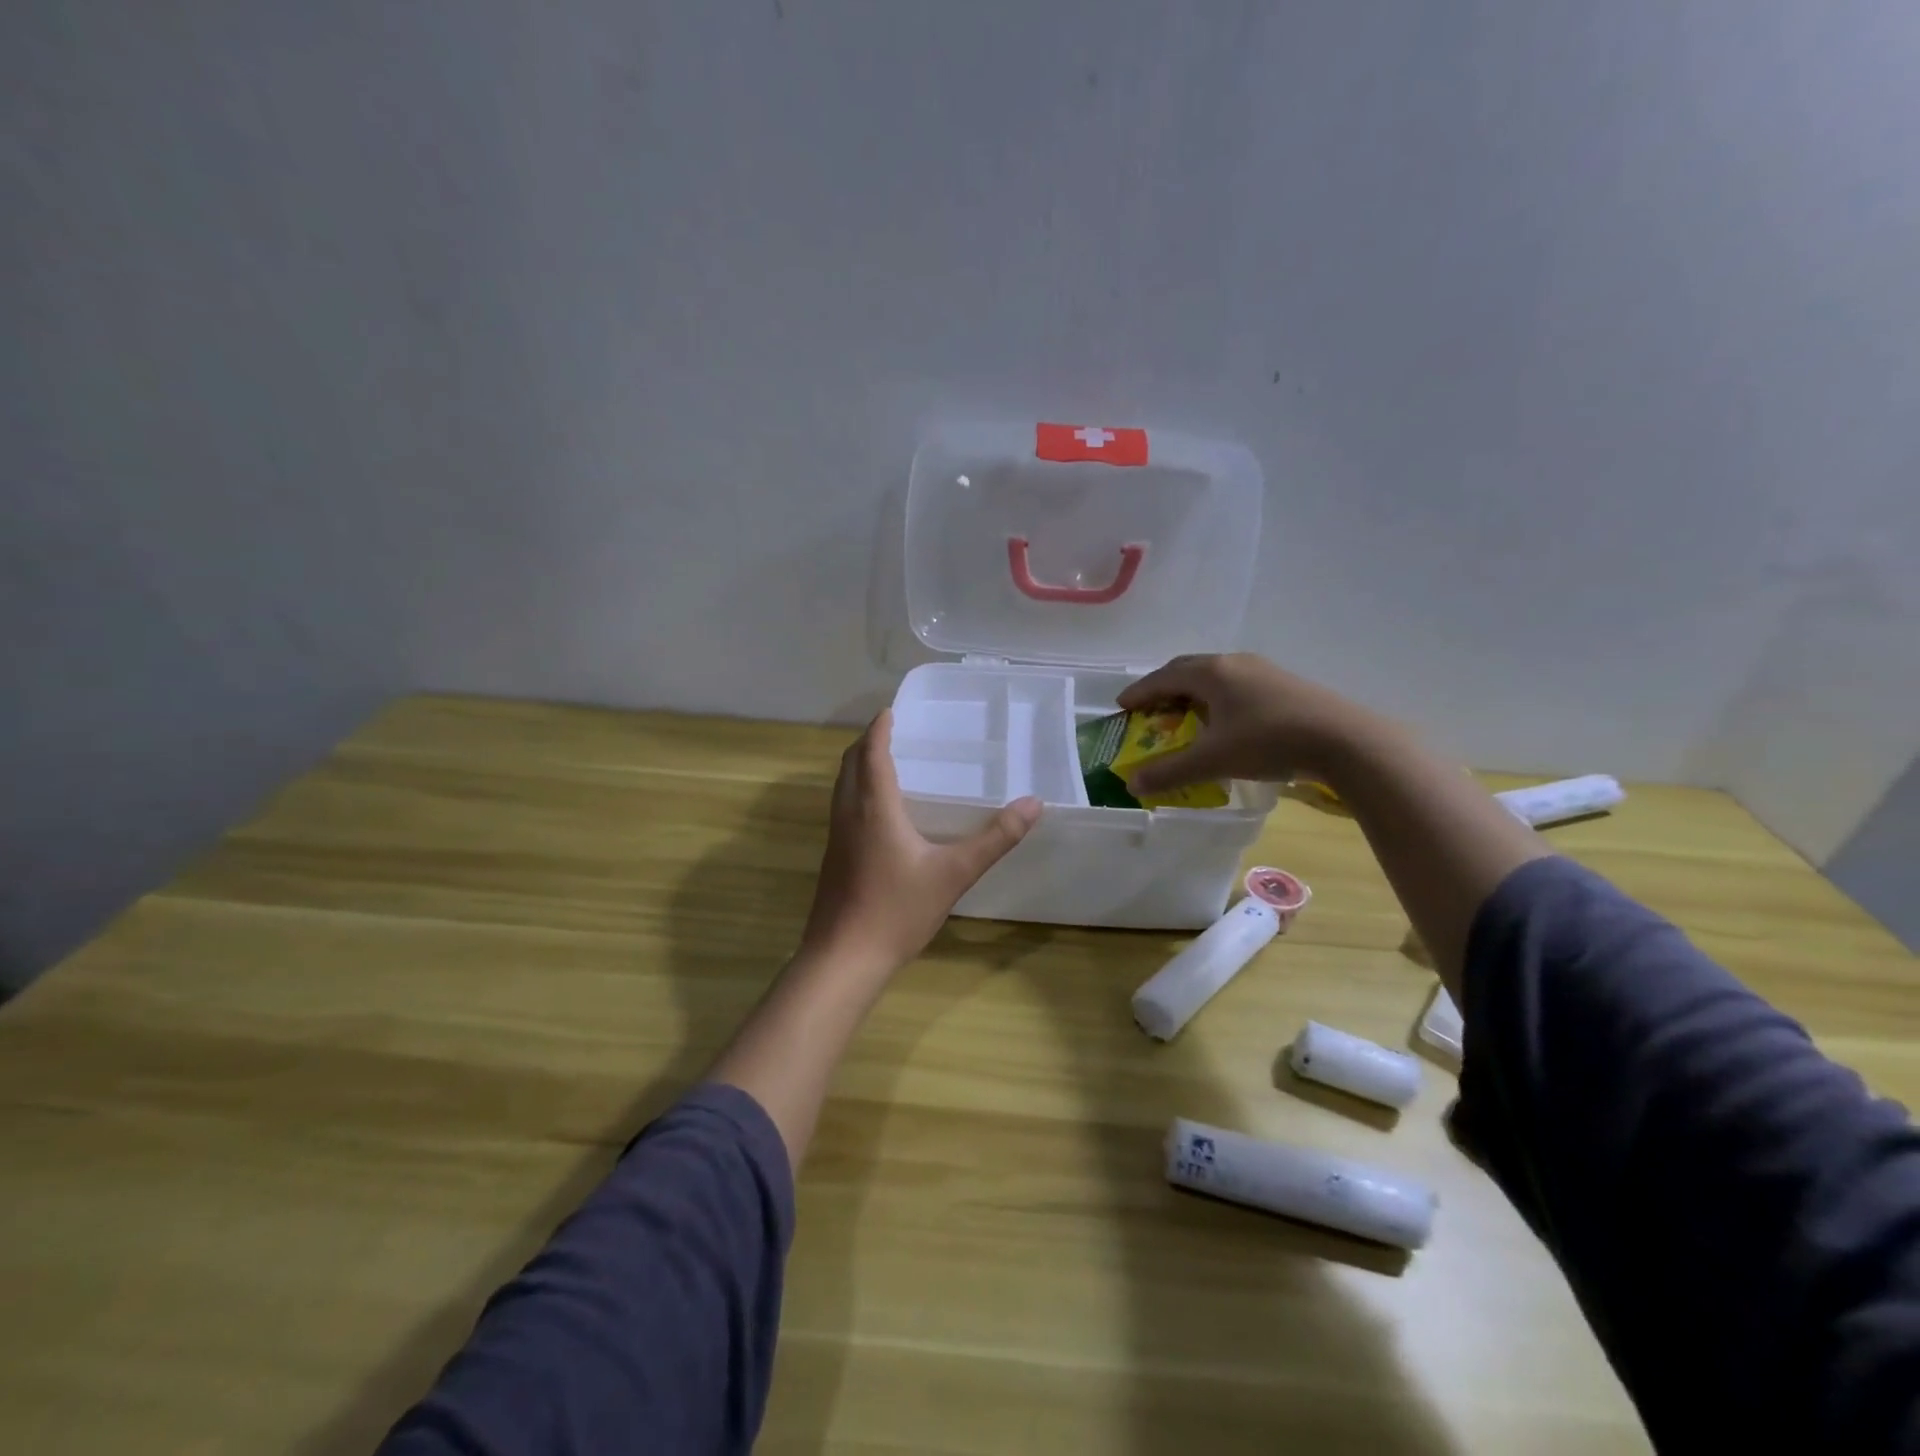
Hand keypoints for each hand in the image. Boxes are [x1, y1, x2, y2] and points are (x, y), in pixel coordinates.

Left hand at [798, 710, 1041, 975]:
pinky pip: (842, 807)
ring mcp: (836, 836)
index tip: (892, 710)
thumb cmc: (897, 910)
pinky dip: (857, 791)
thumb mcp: (954, 874)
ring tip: (887, 763)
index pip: (872, 752)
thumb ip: (995, 838)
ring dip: (859, 766)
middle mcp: (849, 813)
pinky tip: (880, 813)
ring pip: (842, 786)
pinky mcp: (833, 857)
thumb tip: (1033, 804)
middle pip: (850, 763)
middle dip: (868, 742)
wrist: (844, 959)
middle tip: (893, 732)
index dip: (880, 728)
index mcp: (874, 807)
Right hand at [1116, 653, 1379, 793]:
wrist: (1345, 740)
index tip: (1121, 706)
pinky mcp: (1283, 683)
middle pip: (1187, 669)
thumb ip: (1170, 771)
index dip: (1139, 691)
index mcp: (1211, 673)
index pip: (1162, 677)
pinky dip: (1217, 697)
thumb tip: (1131, 783)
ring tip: (1184, 715)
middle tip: (1149, 709)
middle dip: (1163, 687)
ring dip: (1192, 691)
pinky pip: (1236, 684)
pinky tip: (1225, 720)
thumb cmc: (1269, 742)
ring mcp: (1261, 670)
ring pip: (1215, 675)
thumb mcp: (1213, 760)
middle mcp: (1233, 663)